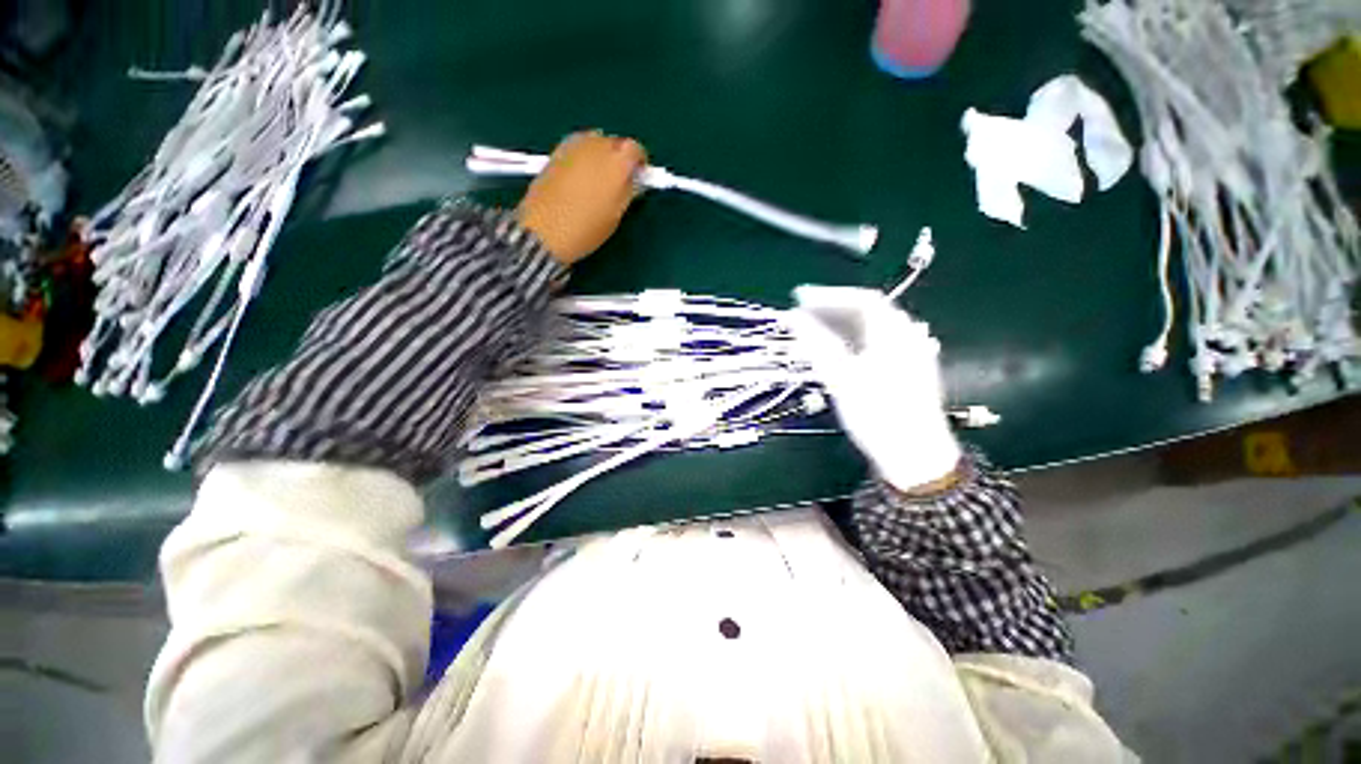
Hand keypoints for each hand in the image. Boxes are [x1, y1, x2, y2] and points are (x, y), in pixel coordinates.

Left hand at [516, 131, 646, 265]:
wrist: (545, 231)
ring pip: (595, 140)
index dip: (640, 161)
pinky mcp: (555, 152)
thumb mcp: (616, 215)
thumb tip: (634, 180)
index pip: (635, 149)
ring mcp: (573, 147)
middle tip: (620, 179)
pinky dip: (584, 155)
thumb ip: (628, 192)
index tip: (640, 175)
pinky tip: (582, 175)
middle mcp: (595, 147)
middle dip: (620, 157)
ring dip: (601, 153)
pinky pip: (577, 146)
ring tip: (600, 177)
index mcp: (616, 164)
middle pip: (614, 142)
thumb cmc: (586, 229)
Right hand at [789, 286, 959, 492]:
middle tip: (802, 315)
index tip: (799, 298)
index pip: (862, 299)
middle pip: (868, 311)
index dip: (829, 295)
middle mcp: (906, 336)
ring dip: (841, 325)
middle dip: (833, 309)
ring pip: (871, 328)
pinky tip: (838, 351)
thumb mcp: (841, 378)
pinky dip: (852, 340)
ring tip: (813, 331)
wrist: (914, 455)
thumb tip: (794, 316)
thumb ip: (817, 343)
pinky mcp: (906, 369)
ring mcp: (909, 353)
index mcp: (894, 333)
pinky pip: (876, 343)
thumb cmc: (876, 414)